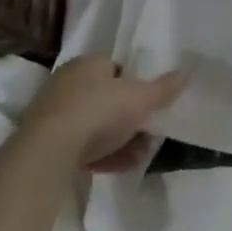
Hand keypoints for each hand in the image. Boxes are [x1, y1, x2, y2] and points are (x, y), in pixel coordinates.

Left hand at [22, 57, 187, 172]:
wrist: (49, 153)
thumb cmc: (99, 111)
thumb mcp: (142, 98)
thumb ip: (165, 87)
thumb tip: (187, 72)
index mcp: (88, 64)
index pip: (116, 68)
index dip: (135, 84)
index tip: (149, 102)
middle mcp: (66, 83)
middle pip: (106, 98)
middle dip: (129, 116)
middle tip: (147, 131)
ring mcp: (52, 115)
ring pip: (94, 125)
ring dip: (118, 139)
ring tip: (139, 155)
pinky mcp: (43, 144)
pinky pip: (80, 146)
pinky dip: (101, 154)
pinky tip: (120, 166)